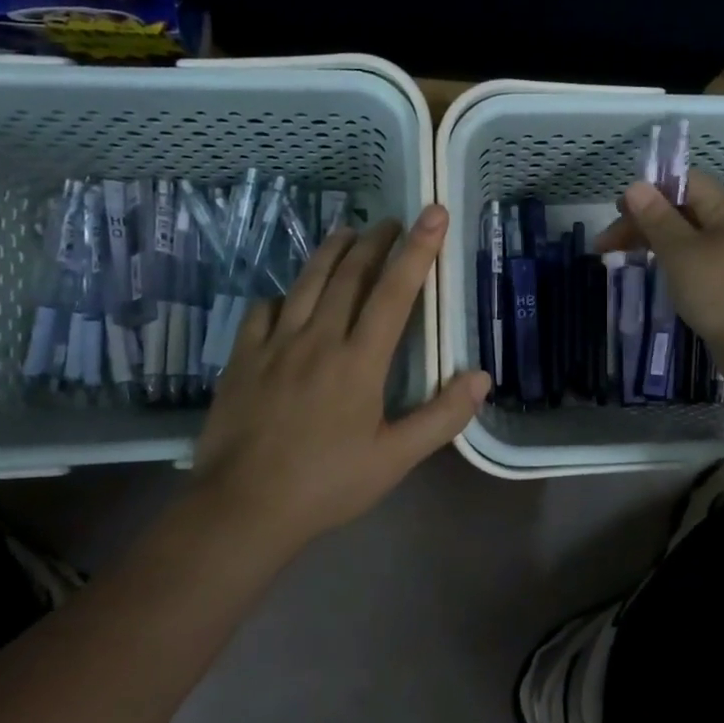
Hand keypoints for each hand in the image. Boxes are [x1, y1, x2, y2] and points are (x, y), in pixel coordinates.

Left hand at [187, 205, 491, 549]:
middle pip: (349, 276)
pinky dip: (283, 294)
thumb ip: (441, 416)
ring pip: (306, 284)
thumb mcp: (395, 458)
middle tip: (392, 220)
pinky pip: (262, 312)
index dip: (417, 250)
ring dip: (330, 252)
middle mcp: (318, 340)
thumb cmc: (327, 484)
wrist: (243, 508)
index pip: (394, 293)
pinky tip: (288, 295)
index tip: (433, 214)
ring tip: (347, 231)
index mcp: (359, 361)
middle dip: (376, 242)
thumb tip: (482, 376)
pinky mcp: (241, 359)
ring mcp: (275, 346)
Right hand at [597, 169, 723, 388]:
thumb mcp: (681, 251)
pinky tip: (654, 276)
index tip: (618, 213)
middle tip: (606, 246)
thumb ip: (657, 218)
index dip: (649, 191)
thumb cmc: (721, 292)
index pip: (684, 182)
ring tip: (622, 260)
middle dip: (642, 221)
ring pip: (685, 238)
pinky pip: (693, 262)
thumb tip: (635, 186)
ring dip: (653, 243)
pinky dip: (670, 263)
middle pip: (681, 210)